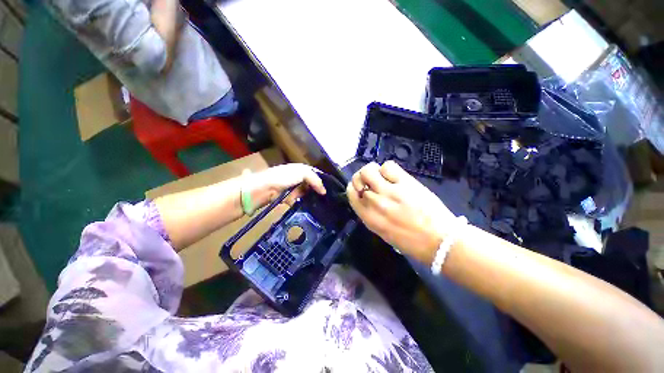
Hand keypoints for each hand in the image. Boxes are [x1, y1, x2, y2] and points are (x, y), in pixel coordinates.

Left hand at [246, 164, 326, 207]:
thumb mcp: (302, 173)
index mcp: (299, 169)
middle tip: (325, 198)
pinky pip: (298, 200)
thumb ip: (315, 179)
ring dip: (309, 197)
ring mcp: (291, 187)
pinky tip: (306, 205)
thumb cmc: (283, 178)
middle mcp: (296, 177)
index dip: (321, 181)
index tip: (329, 189)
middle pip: (310, 184)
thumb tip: (324, 191)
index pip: (314, 174)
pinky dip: (301, 202)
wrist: (264, 189)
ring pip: (305, 193)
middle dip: (316, 190)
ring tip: (318, 203)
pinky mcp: (287, 197)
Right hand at [347, 161, 454, 263]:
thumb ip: (372, 215)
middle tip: (372, 181)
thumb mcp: (384, 232)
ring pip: (368, 170)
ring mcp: (390, 191)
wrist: (441, 242)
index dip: (353, 187)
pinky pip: (388, 166)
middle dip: (362, 178)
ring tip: (382, 177)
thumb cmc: (412, 242)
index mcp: (369, 218)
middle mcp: (375, 203)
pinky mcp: (405, 183)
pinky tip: (394, 176)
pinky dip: (388, 169)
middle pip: (358, 180)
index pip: (351, 194)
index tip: (361, 187)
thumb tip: (368, 199)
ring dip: (372, 171)